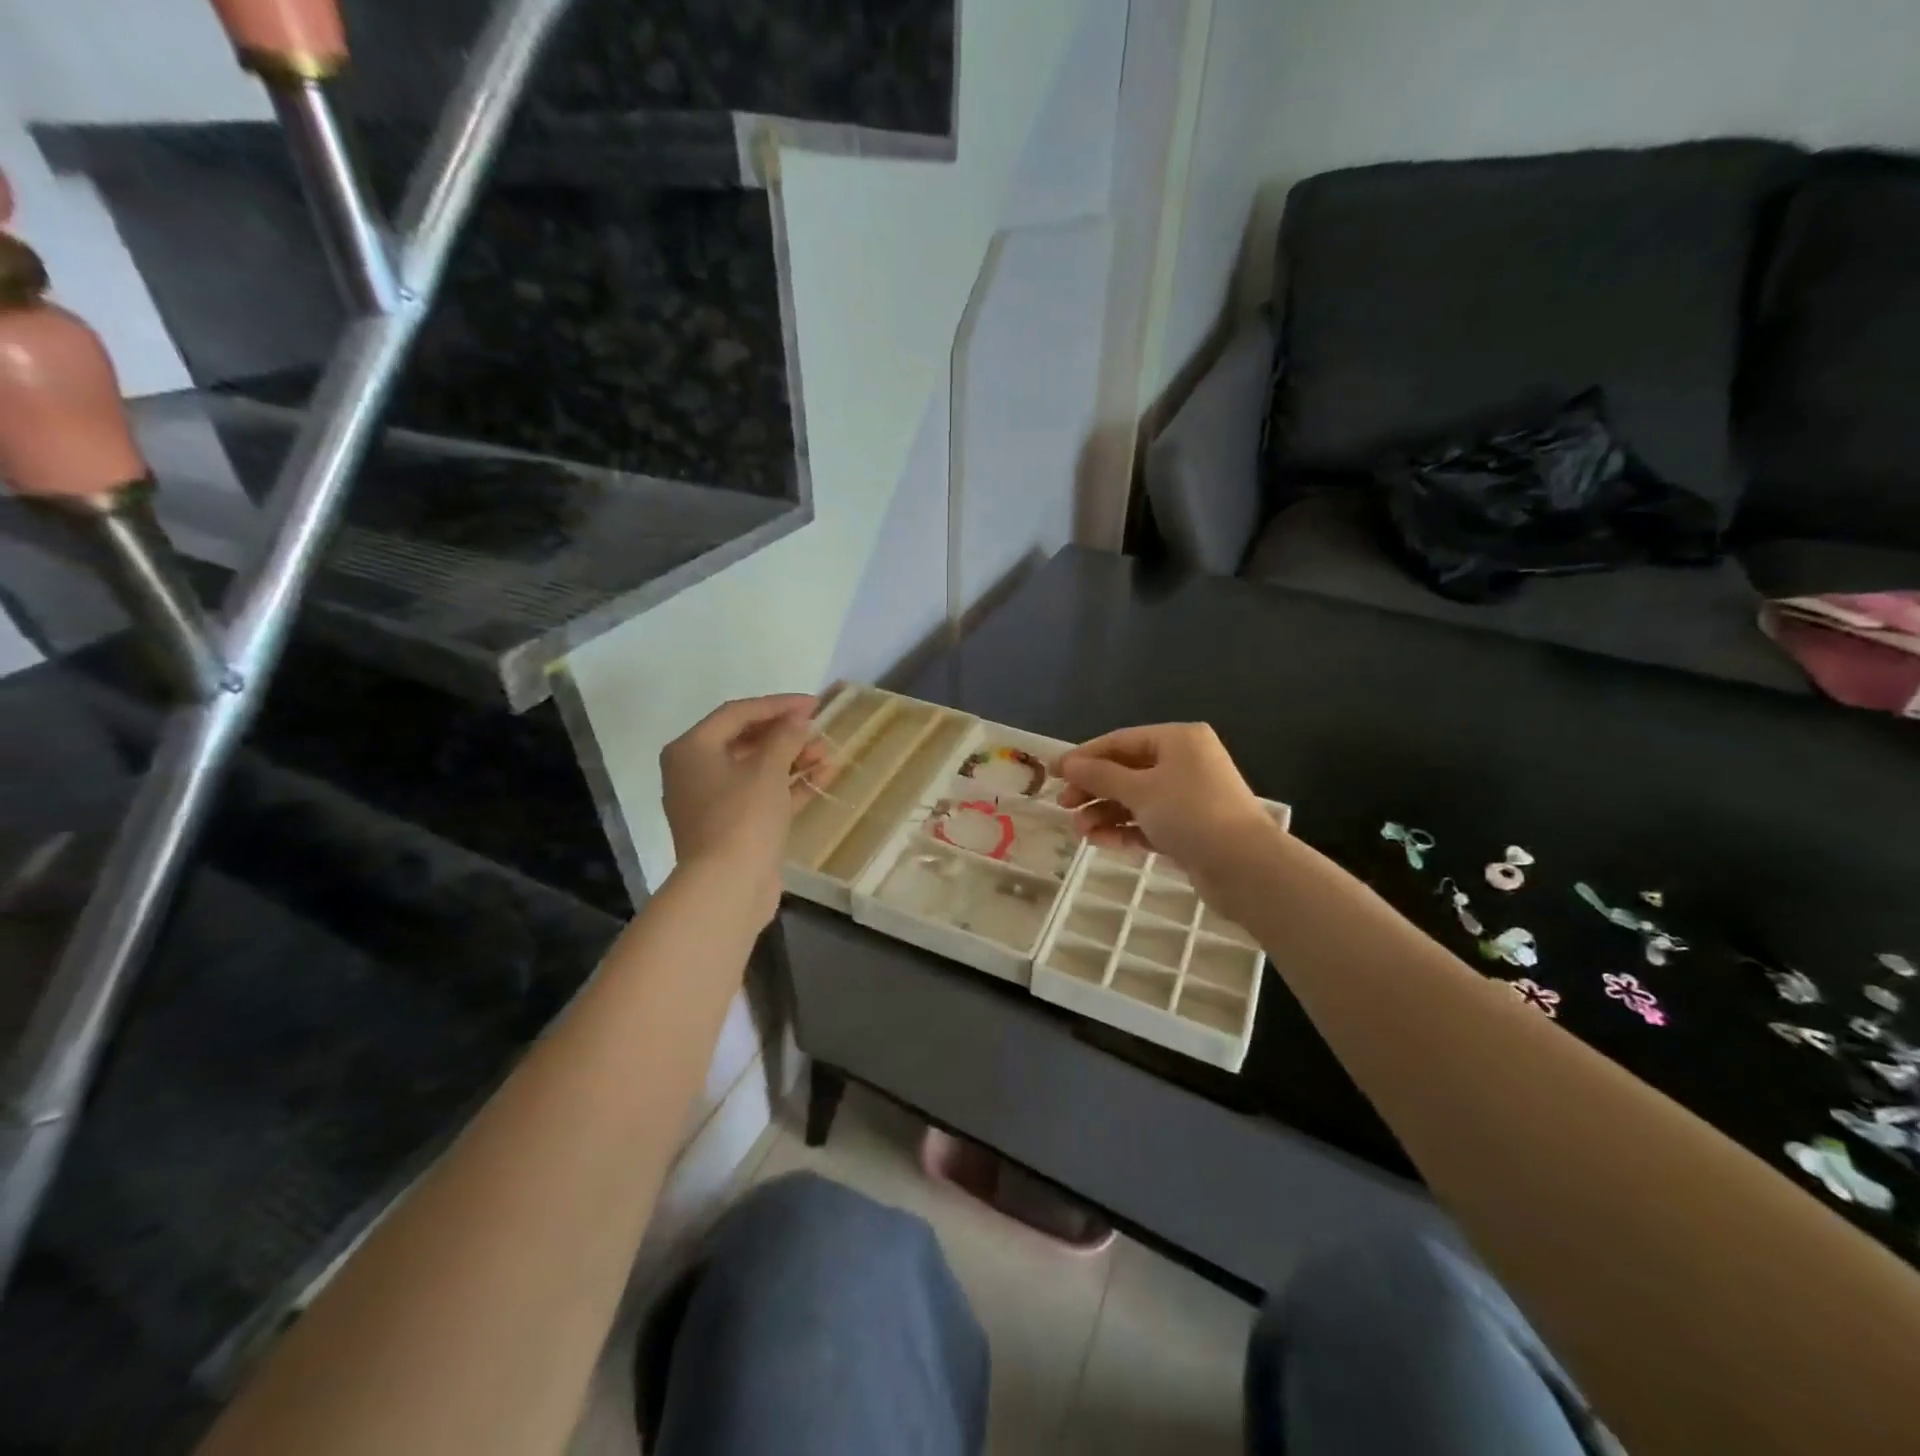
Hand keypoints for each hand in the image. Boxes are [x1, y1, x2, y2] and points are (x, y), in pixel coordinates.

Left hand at [660, 694, 827, 920]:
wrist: (727, 888)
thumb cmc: (742, 817)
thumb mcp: (767, 770)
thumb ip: (785, 737)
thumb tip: (796, 721)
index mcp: (692, 750)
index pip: (737, 713)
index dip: (778, 705)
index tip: (814, 704)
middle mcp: (695, 772)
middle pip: (746, 741)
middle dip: (786, 735)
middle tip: (819, 730)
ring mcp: (714, 803)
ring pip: (757, 770)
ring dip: (792, 760)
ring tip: (827, 754)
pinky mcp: (733, 828)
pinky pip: (762, 796)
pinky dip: (789, 786)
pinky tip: (823, 777)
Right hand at [1056, 724, 1276, 880]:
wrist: (1244, 866)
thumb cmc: (1190, 813)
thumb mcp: (1140, 789)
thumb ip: (1100, 775)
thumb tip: (1068, 764)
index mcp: (1178, 740)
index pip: (1120, 741)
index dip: (1084, 757)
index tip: (1052, 773)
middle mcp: (1184, 763)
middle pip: (1126, 770)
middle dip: (1093, 789)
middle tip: (1063, 805)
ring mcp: (1188, 798)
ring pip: (1135, 800)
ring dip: (1104, 813)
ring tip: (1079, 832)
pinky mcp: (1189, 830)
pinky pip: (1147, 823)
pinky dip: (1123, 830)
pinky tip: (1098, 841)